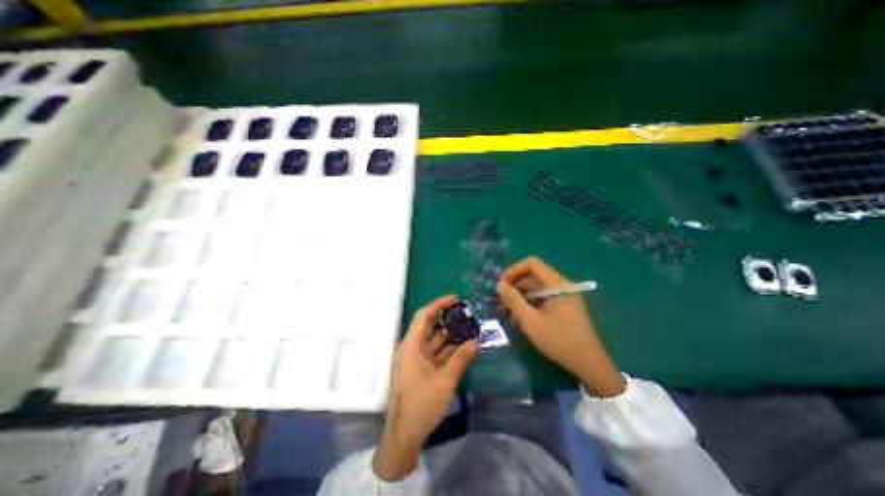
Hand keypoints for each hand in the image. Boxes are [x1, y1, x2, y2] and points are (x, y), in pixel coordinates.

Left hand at [372, 294, 476, 479]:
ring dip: (451, 336)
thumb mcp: (444, 380)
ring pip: (435, 341)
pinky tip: (463, 347)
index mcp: (411, 345)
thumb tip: (474, 341)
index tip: (455, 298)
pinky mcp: (421, 370)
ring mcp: (416, 360)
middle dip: (448, 320)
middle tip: (466, 314)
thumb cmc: (421, 404)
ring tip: (469, 329)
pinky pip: (436, 354)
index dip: (438, 304)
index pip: (424, 316)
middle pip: (430, 327)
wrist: (403, 436)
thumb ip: (460, 359)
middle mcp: (412, 348)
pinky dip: (449, 351)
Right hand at [496, 258, 623, 395]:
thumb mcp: (531, 321)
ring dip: (519, 298)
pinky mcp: (562, 308)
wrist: (589, 365)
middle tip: (499, 300)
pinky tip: (517, 318)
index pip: (532, 264)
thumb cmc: (559, 340)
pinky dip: (528, 305)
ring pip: (536, 289)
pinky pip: (541, 300)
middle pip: (533, 276)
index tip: (502, 285)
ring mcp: (562, 297)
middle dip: (514, 286)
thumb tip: (499, 285)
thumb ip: (514, 300)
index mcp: (557, 284)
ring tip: (504, 312)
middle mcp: (561, 286)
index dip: (514, 270)